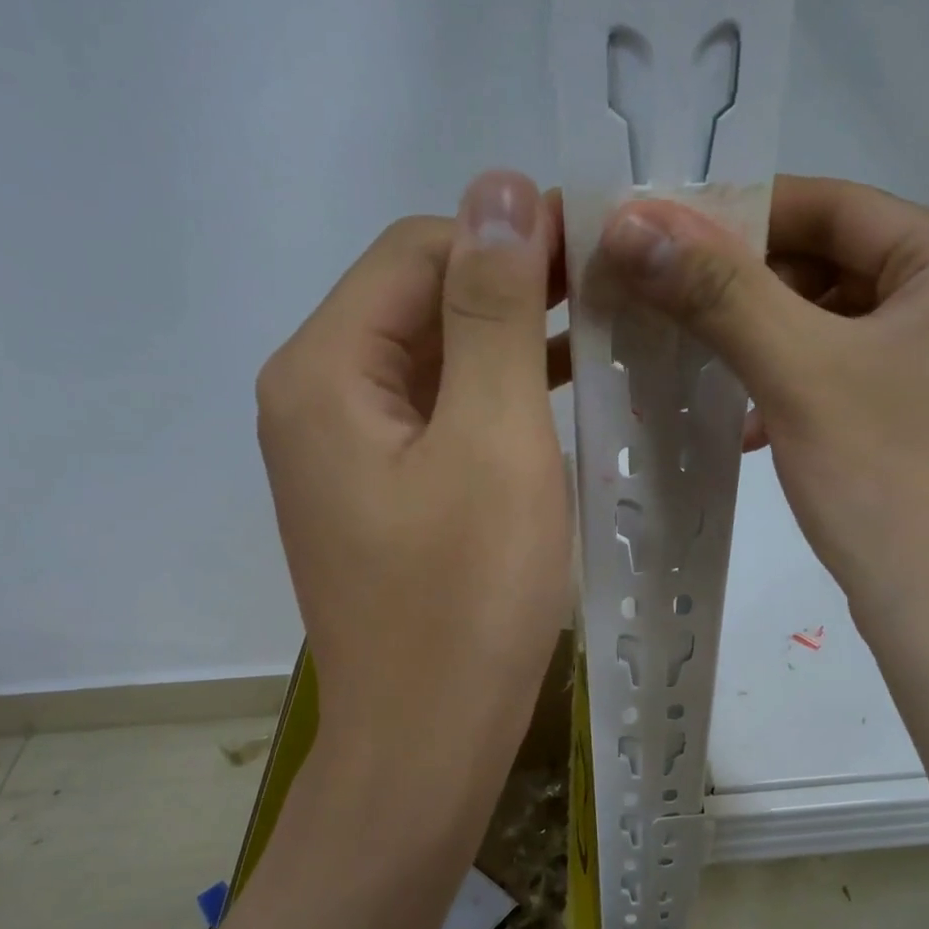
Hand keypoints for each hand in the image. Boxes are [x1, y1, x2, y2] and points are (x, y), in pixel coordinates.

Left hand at [256, 171, 571, 804]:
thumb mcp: (492, 441)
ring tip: (601, 331)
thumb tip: (496, 188)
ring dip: (509, 339)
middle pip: (417, 301)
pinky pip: (435, 417)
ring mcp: (344, 453)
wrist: (427, 740)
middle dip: (511, 284)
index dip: (505, 234)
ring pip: (431, 361)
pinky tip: (558, 394)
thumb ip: (492, 310)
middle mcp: (316, 400)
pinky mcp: (378, 495)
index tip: (598, 244)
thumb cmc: (467, 598)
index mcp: (325, 372)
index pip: (416, 250)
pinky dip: (493, 396)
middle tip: (612, 288)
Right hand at [594, 176, 928, 645]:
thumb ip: (717, 292)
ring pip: (833, 324)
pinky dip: (791, 387)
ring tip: (695, 367)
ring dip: (762, 343)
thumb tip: (630, 220)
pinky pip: (846, 374)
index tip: (657, 239)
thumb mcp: (799, 376)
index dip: (736, 217)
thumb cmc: (890, 486)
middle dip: (745, 291)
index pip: (830, 205)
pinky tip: (746, 424)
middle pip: (831, 263)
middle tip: (665, 309)